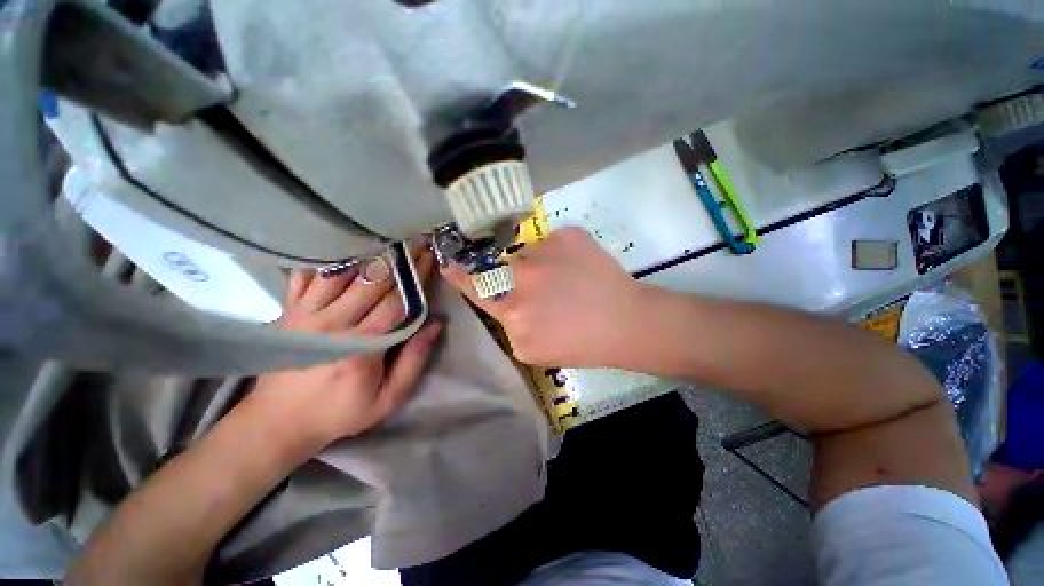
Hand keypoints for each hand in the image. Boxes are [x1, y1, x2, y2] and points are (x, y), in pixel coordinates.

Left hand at [249, 246, 441, 452]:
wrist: (277, 423)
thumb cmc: (339, 412)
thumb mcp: (388, 399)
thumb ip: (414, 361)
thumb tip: (436, 325)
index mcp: (362, 347)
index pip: (397, 302)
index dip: (416, 277)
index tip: (430, 257)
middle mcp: (334, 324)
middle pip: (372, 282)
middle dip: (398, 258)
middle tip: (416, 238)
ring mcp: (307, 315)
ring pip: (342, 273)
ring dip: (367, 252)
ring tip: (387, 235)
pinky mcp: (290, 312)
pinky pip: (306, 277)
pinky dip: (324, 258)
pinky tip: (339, 241)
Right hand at [442, 227, 645, 367]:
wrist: (624, 322)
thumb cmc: (580, 344)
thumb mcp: (533, 349)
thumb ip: (510, 325)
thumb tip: (506, 303)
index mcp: (512, 309)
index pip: (475, 286)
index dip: (460, 275)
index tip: (449, 264)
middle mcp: (522, 275)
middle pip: (504, 267)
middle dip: (517, 276)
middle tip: (544, 287)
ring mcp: (545, 250)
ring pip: (528, 253)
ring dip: (540, 265)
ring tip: (567, 281)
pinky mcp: (567, 234)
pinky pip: (552, 242)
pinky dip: (560, 254)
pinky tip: (579, 270)